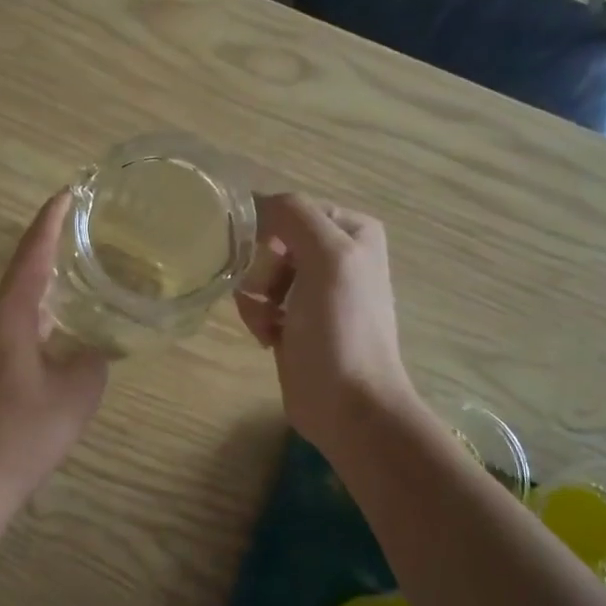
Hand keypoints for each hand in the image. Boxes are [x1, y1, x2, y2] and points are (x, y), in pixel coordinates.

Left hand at [0, 193, 109, 516]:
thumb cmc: (24, 430)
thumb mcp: (78, 391)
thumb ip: (93, 359)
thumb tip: (94, 349)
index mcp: (8, 315)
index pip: (32, 255)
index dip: (51, 221)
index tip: (67, 192)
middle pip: (22, 279)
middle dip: (52, 258)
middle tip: (86, 241)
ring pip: (17, 311)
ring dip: (46, 298)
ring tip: (80, 288)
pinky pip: (12, 336)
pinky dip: (37, 327)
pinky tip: (58, 340)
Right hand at [236, 193, 416, 452]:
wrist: (347, 404)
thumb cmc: (341, 328)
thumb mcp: (327, 257)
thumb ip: (293, 215)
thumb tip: (255, 202)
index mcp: (351, 230)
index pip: (290, 209)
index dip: (270, 232)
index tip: (262, 258)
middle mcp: (334, 254)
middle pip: (270, 242)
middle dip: (262, 271)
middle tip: (273, 296)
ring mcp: (313, 290)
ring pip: (258, 273)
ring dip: (255, 297)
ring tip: (270, 324)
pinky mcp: (294, 320)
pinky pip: (257, 302)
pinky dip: (257, 317)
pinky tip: (268, 337)